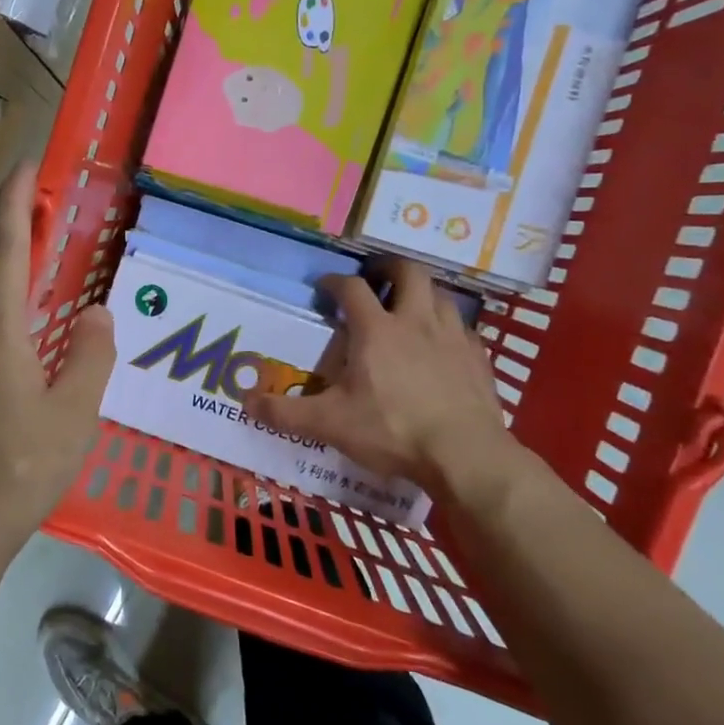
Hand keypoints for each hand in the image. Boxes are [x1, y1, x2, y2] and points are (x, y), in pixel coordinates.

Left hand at [0, 162, 115, 558]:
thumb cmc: (22, 470)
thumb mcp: (76, 415)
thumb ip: (91, 355)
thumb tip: (98, 314)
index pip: (4, 250)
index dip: (15, 203)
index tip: (27, 167)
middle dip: (8, 241)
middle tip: (45, 238)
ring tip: (34, 300)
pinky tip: (8, 359)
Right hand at [243, 258, 522, 504]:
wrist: (466, 456)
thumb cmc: (392, 431)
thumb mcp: (329, 424)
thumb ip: (285, 413)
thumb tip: (245, 402)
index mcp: (376, 330)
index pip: (352, 287)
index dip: (334, 282)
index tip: (324, 288)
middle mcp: (416, 321)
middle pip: (408, 272)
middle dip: (388, 269)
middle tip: (374, 279)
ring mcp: (453, 337)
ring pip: (440, 295)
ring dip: (421, 294)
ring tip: (407, 308)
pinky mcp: (478, 358)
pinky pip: (463, 328)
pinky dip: (447, 327)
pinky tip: (440, 346)